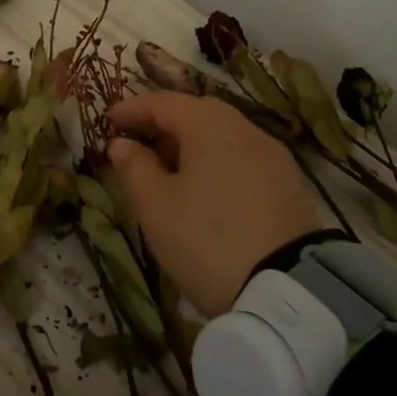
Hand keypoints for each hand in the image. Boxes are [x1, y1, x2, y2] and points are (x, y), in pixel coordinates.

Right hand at [105, 91, 321, 316]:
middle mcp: (244, 129)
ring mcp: (273, 156)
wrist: (288, 293)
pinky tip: (204, 188)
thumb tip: (123, 144)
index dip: (131, 109)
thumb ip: (134, 167)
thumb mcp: (156, 206)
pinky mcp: (289, 185)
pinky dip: (216, 161)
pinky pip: (242, 157)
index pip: (163, 102)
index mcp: (209, 125)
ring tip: (168, 169)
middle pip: (197, 112)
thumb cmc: (207, 239)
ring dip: (191, 143)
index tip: (107, 121)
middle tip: (137, 142)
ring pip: (223, 135)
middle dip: (163, 123)